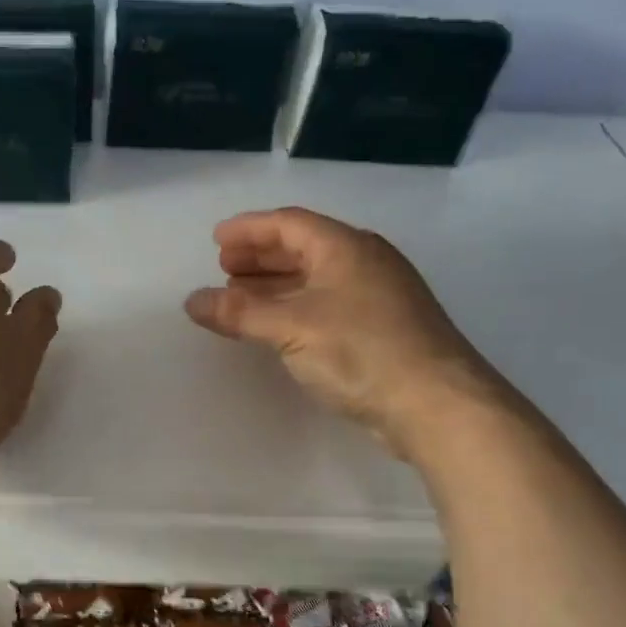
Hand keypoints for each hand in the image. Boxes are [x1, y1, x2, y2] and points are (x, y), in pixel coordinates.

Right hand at [184, 206, 511, 463]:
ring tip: (240, 298)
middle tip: (224, 268)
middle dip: (260, 257)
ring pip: (315, 279)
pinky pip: (326, 305)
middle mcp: (363, 263)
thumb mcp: (291, 327)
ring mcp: (376, 297)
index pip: (289, 224)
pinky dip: (294, 309)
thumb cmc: (360, 351)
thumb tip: (192, 301)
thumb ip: (239, 312)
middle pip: (303, 248)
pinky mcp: (380, 330)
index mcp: (345, 247)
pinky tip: (278, 327)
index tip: (216, 239)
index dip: (249, 229)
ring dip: (275, 285)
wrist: (433, 402)